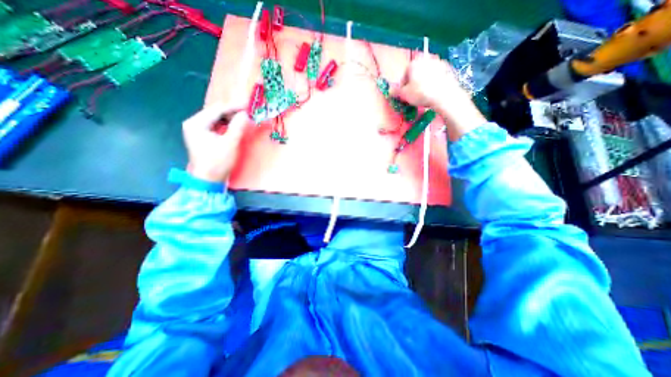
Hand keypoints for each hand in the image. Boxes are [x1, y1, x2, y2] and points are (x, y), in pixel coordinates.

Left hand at [182, 104, 248, 182]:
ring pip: (216, 119)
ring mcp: (197, 130)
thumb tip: (245, 114)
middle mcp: (194, 123)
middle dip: (232, 112)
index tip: (247, 106)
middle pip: (215, 112)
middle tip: (247, 113)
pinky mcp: (203, 136)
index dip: (233, 107)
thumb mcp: (230, 143)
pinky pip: (216, 126)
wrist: (208, 180)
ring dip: (230, 118)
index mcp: (196, 123)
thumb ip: (238, 126)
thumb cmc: (218, 162)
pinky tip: (235, 126)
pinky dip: (226, 125)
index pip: (217, 109)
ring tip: (243, 119)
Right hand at [388, 58, 488, 141]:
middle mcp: (426, 59)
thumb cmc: (421, 93)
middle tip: (414, 95)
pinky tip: (434, 92)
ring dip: (424, 82)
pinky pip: (437, 76)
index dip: (403, 87)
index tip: (405, 96)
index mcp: (413, 63)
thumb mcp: (404, 95)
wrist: (444, 95)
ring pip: (426, 74)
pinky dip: (434, 82)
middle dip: (414, 83)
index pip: (404, 76)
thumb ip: (395, 92)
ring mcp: (438, 62)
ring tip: (424, 95)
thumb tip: (389, 91)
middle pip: (416, 73)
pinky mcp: (448, 68)